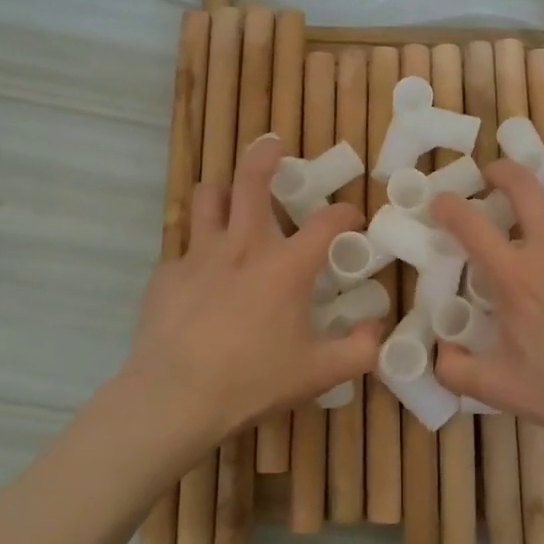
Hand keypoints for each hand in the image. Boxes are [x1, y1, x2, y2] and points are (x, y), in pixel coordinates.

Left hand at [120, 135, 379, 450]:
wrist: (175, 398)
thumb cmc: (252, 381)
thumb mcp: (320, 374)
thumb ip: (359, 350)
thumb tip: (376, 329)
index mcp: (286, 266)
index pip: (326, 222)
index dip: (345, 212)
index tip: (352, 215)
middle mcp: (243, 246)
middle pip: (251, 180)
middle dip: (265, 155)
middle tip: (273, 146)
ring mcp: (199, 256)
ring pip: (207, 198)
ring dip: (223, 191)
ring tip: (230, 198)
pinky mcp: (166, 275)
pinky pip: (183, 251)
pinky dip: (197, 255)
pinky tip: (200, 282)